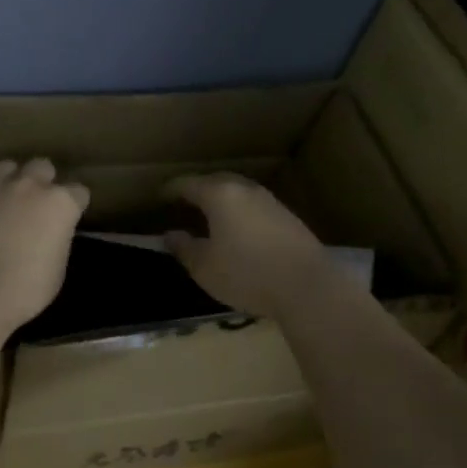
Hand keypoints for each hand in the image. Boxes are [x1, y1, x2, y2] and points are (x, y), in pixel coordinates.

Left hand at [0, 159, 89, 331]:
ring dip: (9, 181)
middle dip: (42, 181)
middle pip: (43, 167)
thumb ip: (57, 240)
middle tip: (34, 204)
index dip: (73, 205)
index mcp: (60, 203)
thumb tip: (48, 234)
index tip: (66, 219)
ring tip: (3, 201)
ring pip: (7, 167)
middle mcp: (30, 184)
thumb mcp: (57, 268)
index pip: (78, 192)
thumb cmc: (25, 288)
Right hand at [163, 173, 337, 319]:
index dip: (170, 189)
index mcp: (219, 195)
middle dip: (197, 189)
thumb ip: (184, 248)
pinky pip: (253, 205)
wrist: (307, 286)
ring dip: (221, 199)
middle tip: (183, 202)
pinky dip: (239, 210)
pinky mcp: (287, 216)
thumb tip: (171, 235)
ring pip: (237, 191)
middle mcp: (245, 189)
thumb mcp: (205, 268)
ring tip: (209, 215)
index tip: (159, 197)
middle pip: (215, 180)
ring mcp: (269, 201)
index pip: (188, 183)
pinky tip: (237, 229)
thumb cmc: (247, 274)